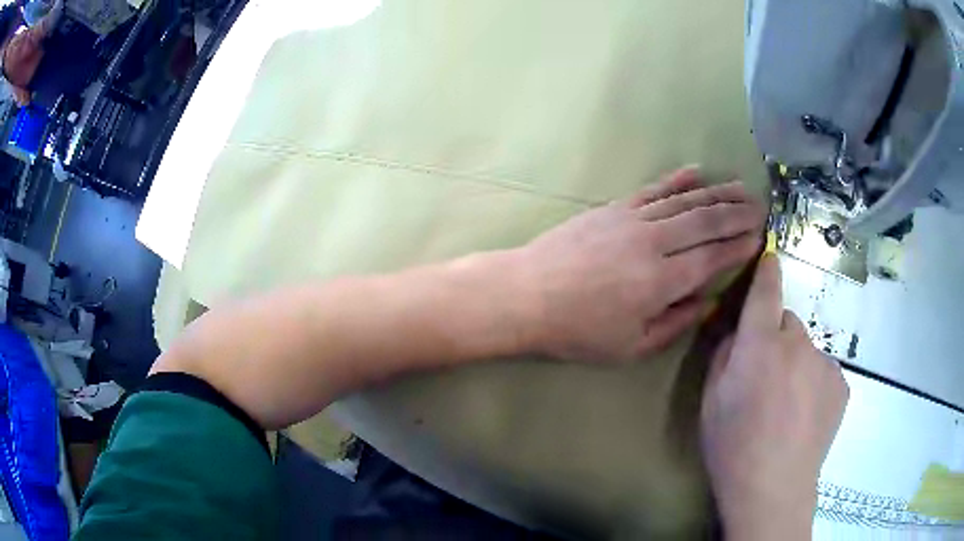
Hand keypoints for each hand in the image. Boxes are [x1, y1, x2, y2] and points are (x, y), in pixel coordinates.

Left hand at [520, 167, 764, 363]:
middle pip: (707, 222)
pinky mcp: (614, 207)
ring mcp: (633, 219)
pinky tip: (697, 172)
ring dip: (717, 192)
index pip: (713, 258)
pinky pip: (653, 189)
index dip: (739, 247)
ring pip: (685, 201)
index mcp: (662, 281)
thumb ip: (675, 323)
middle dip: (738, 213)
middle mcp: (655, 243)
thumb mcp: (631, 346)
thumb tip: (707, 301)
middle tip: (761, 208)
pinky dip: (678, 180)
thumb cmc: (578, 330)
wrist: (527, 294)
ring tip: (742, 187)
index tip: (759, 238)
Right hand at [700, 255, 848, 539]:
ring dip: (796, 365)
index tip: (770, 254)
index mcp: (760, 344)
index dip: (766, 271)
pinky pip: (823, 371)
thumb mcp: (710, 402)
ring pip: (806, 350)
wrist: (774, 489)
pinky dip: (813, 384)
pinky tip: (804, 417)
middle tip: (766, 377)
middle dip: (775, 338)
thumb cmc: (733, 447)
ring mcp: (824, 363)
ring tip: (787, 406)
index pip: (765, 291)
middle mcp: (797, 343)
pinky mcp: (841, 384)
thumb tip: (737, 332)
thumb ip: (723, 356)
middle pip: (787, 324)